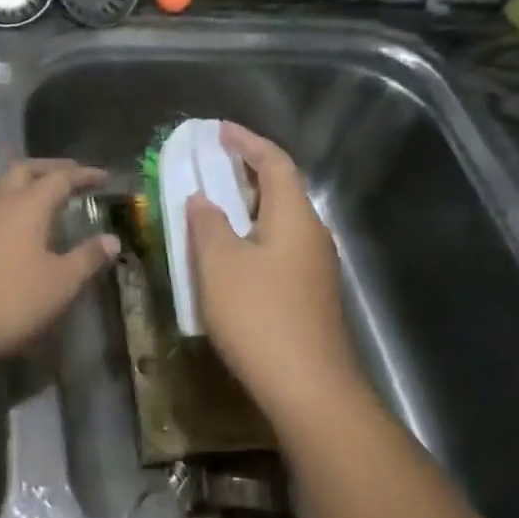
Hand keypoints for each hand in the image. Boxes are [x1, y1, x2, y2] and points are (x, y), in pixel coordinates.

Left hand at [0, 159, 118, 363]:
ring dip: (15, 181)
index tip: (103, 176)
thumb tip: (111, 239)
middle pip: (22, 170)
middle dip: (48, 168)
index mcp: (27, 205)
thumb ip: (87, 258)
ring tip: (29, 189)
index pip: (60, 178)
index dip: (83, 175)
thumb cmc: (9, 300)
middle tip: (68, 172)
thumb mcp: (60, 284)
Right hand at [185, 124, 365, 427]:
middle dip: (245, 174)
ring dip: (247, 210)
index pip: (274, 162)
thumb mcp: (219, 264)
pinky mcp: (310, 296)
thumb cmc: (259, 315)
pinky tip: (229, 259)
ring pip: (279, 223)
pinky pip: (279, 250)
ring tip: (212, 210)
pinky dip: (252, 239)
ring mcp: (316, 268)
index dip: (247, 142)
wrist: (307, 387)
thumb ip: (207, 223)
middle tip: (210, 167)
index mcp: (295, 216)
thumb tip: (202, 198)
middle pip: (281, 190)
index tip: (218, 130)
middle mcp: (313, 234)